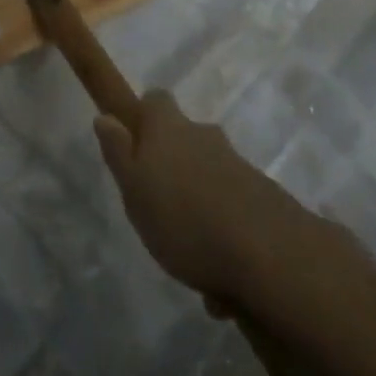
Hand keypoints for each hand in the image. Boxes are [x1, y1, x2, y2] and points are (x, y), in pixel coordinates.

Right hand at [94, 88, 319, 303]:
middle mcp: (205, 137)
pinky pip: (233, 207)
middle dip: (173, 163)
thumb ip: (119, 153)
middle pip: (185, 138)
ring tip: (188, 250)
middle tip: (157, 203)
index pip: (155, 100)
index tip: (135, 143)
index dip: (145, 116)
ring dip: (199, 201)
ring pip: (209, 174)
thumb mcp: (134, 190)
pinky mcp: (264, 198)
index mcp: (169, 129)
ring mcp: (239, 166)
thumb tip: (105, 117)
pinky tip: (220, 274)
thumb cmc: (183, 219)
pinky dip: (223, 229)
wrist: (269, 255)